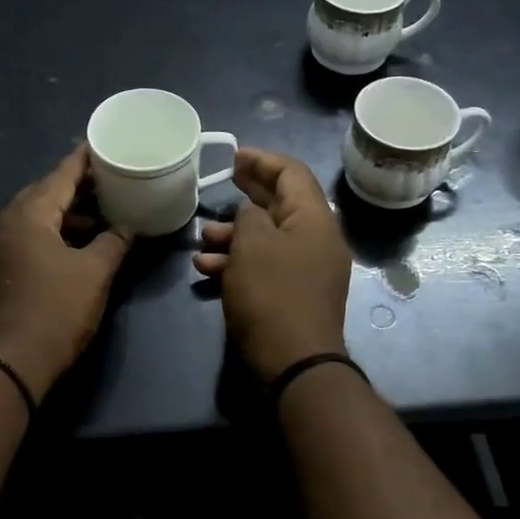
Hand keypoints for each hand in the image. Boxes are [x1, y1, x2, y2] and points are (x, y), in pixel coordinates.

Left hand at [0, 146, 130, 400]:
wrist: (11, 363)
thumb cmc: (56, 310)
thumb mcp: (95, 272)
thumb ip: (114, 242)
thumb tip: (127, 227)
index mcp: (28, 215)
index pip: (60, 175)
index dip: (83, 160)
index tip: (101, 144)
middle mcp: (5, 224)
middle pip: (43, 193)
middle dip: (75, 187)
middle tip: (106, 180)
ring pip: (34, 218)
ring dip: (64, 214)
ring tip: (98, 215)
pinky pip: (26, 238)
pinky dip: (51, 234)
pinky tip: (74, 245)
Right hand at [192, 148, 351, 381]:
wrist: (294, 362)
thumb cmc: (272, 293)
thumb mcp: (252, 244)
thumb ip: (248, 216)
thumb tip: (251, 213)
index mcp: (315, 218)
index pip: (292, 173)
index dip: (262, 160)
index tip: (234, 156)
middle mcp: (317, 239)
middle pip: (281, 203)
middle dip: (248, 192)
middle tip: (221, 181)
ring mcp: (307, 269)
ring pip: (269, 237)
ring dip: (235, 233)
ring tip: (203, 237)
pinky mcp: (294, 294)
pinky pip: (267, 265)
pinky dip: (240, 261)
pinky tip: (207, 268)